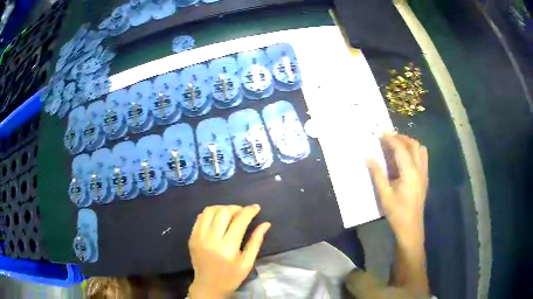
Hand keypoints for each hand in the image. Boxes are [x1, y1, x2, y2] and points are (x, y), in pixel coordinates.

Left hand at [188, 204, 270, 298]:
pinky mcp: (192, 237)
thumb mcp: (247, 263)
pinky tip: (218, 218)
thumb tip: (266, 224)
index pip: (239, 221)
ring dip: (222, 208)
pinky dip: (211, 213)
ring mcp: (199, 237)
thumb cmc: (231, 277)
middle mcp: (211, 240)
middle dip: (236, 208)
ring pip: (210, 211)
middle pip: (223, 212)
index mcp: (227, 248)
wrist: (208, 285)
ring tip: (230, 213)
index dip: (249, 211)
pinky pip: (200, 217)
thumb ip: (256, 241)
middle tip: (243, 212)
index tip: (256, 207)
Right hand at [367, 134, 427, 244]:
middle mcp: (419, 169)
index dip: (391, 139)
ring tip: (397, 145)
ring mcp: (424, 172)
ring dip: (409, 143)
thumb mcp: (384, 194)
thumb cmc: (397, 212)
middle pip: (413, 144)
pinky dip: (415, 150)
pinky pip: (423, 156)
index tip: (380, 134)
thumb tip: (368, 158)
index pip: (401, 148)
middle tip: (388, 138)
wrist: (411, 226)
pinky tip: (406, 157)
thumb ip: (377, 174)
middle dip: (401, 138)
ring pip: (420, 149)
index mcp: (409, 172)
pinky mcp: (425, 177)